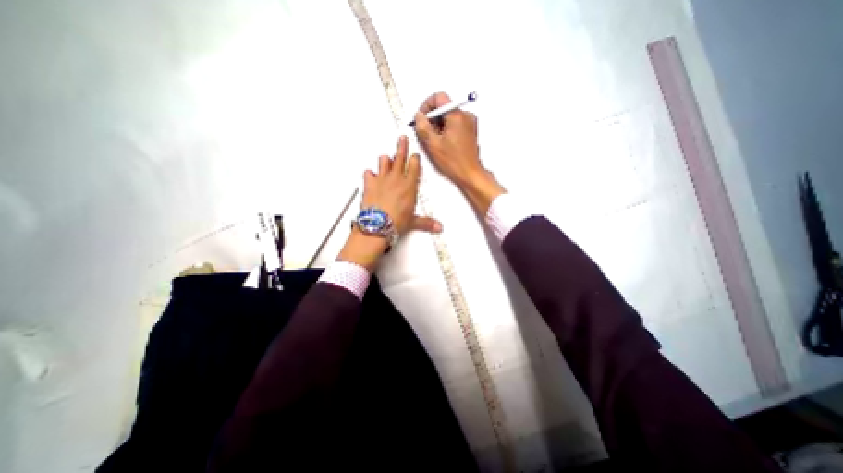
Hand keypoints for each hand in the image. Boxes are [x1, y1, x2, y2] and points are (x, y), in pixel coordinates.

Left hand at [338, 134, 444, 270]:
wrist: (378, 225)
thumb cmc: (396, 222)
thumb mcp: (413, 222)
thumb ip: (426, 222)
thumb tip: (438, 228)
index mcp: (409, 186)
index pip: (414, 167)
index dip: (415, 159)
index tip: (415, 154)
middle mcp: (396, 179)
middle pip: (400, 158)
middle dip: (402, 146)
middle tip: (402, 138)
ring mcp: (382, 179)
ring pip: (384, 161)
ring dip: (386, 159)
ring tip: (387, 158)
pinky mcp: (370, 184)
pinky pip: (369, 173)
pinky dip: (370, 174)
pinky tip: (371, 176)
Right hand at [412, 91, 502, 215]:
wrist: (469, 174)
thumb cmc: (454, 162)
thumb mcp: (433, 144)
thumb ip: (422, 127)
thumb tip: (418, 116)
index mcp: (457, 116)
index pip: (439, 97)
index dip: (426, 106)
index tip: (421, 118)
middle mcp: (465, 116)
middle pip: (443, 107)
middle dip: (432, 118)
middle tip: (426, 133)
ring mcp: (469, 123)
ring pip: (448, 116)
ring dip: (438, 125)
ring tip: (435, 141)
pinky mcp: (469, 131)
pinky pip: (454, 124)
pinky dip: (446, 130)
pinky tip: (442, 143)